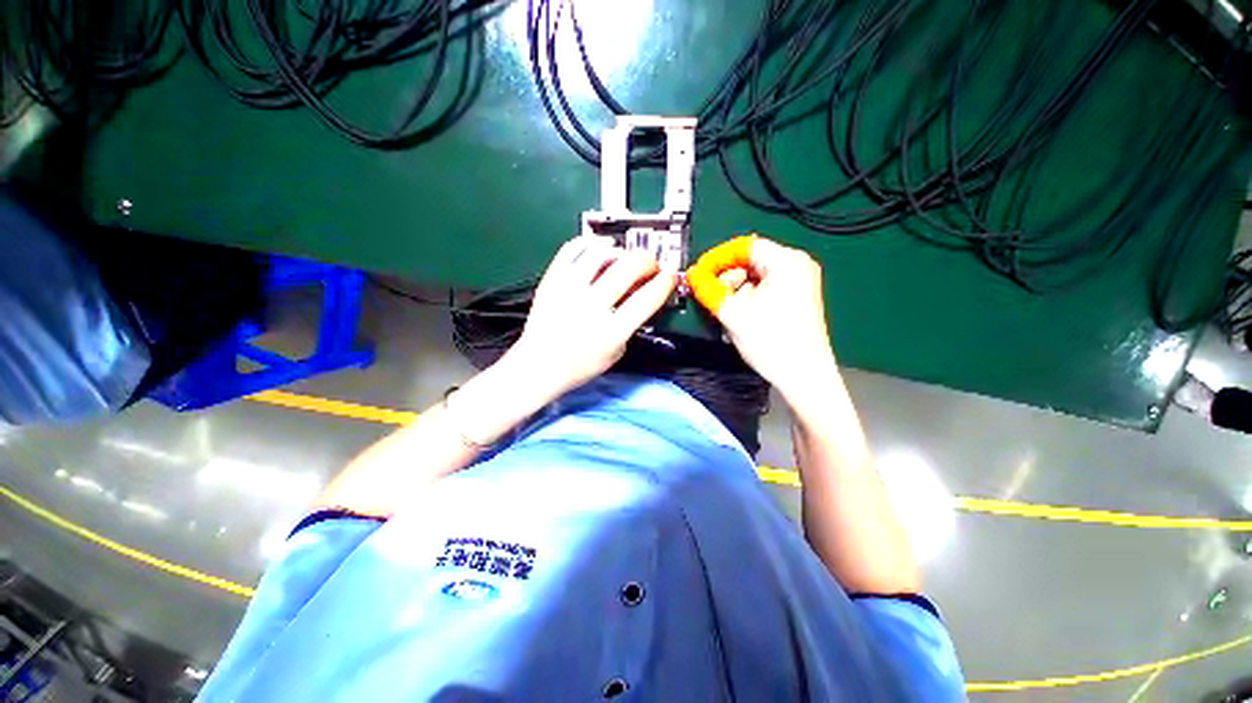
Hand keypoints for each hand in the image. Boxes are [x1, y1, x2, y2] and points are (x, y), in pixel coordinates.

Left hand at [507, 236, 677, 397]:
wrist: (538, 365)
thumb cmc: (581, 365)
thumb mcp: (617, 352)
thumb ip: (632, 324)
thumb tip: (642, 293)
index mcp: (611, 332)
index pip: (647, 299)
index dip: (664, 283)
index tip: (669, 276)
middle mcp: (590, 307)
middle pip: (628, 268)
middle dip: (648, 260)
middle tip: (650, 264)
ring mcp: (568, 290)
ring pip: (601, 253)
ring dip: (621, 251)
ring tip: (624, 257)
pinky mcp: (551, 280)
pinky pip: (572, 249)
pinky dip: (590, 243)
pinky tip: (599, 248)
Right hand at [695, 237, 837, 397]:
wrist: (803, 377)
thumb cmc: (770, 342)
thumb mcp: (733, 313)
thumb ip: (709, 289)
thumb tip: (693, 275)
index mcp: (786, 261)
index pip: (744, 247)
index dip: (717, 258)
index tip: (698, 273)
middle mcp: (797, 265)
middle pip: (751, 260)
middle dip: (727, 277)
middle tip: (711, 295)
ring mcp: (801, 281)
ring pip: (757, 276)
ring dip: (736, 290)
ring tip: (725, 310)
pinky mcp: (799, 297)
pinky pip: (767, 288)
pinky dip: (749, 297)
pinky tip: (740, 314)